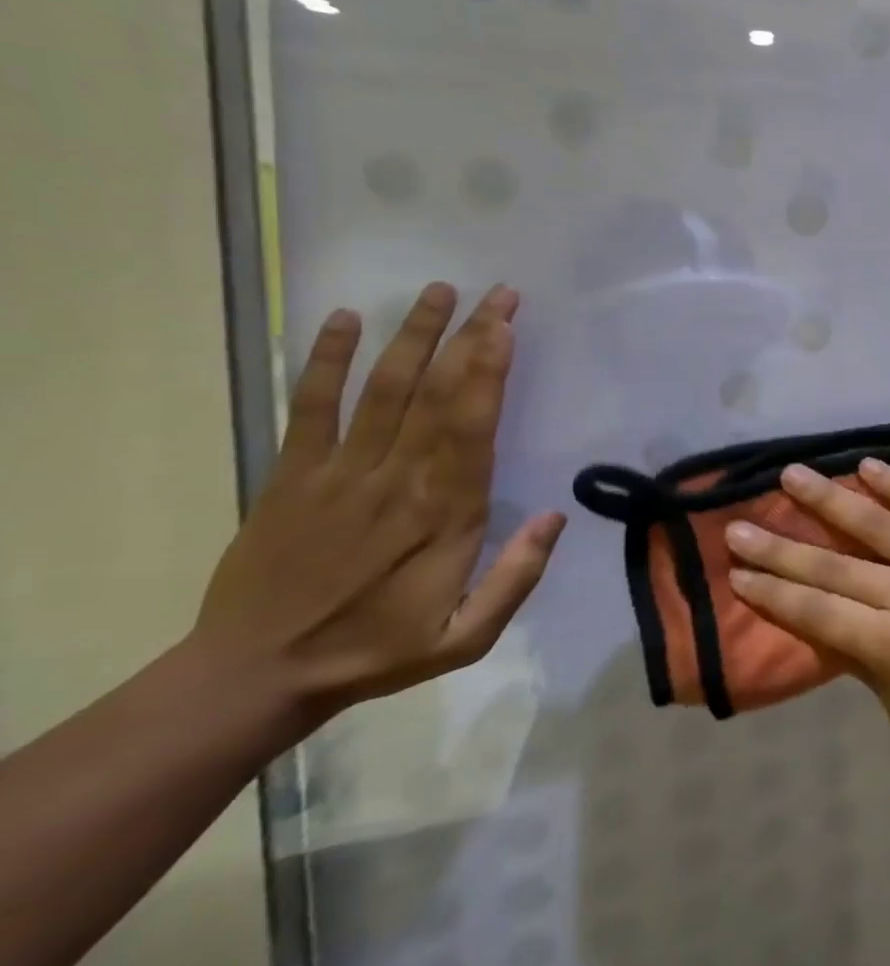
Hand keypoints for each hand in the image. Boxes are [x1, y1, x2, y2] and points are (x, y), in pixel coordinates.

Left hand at [192, 282, 564, 725]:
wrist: (256, 675)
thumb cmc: (375, 651)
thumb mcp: (466, 638)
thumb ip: (516, 578)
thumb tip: (556, 516)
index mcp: (445, 512)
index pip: (472, 425)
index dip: (490, 370)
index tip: (506, 326)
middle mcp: (397, 478)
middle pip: (437, 393)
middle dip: (469, 337)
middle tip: (497, 292)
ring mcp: (340, 472)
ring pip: (383, 389)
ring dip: (412, 335)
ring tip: (438, 290)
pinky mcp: (293, 476)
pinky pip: (310, 407)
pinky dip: (325, 361)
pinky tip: (344, 320)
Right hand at [725, 458, 889, 765]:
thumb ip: (877, 680)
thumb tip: (846, 642)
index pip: (817, 614)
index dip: (772, 594)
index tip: (737, 573)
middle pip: (831, 567)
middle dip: (779, 549)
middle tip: (737, 526)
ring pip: (874, 524)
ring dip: (828, 500)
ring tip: (791, 475)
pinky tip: (868, 465)